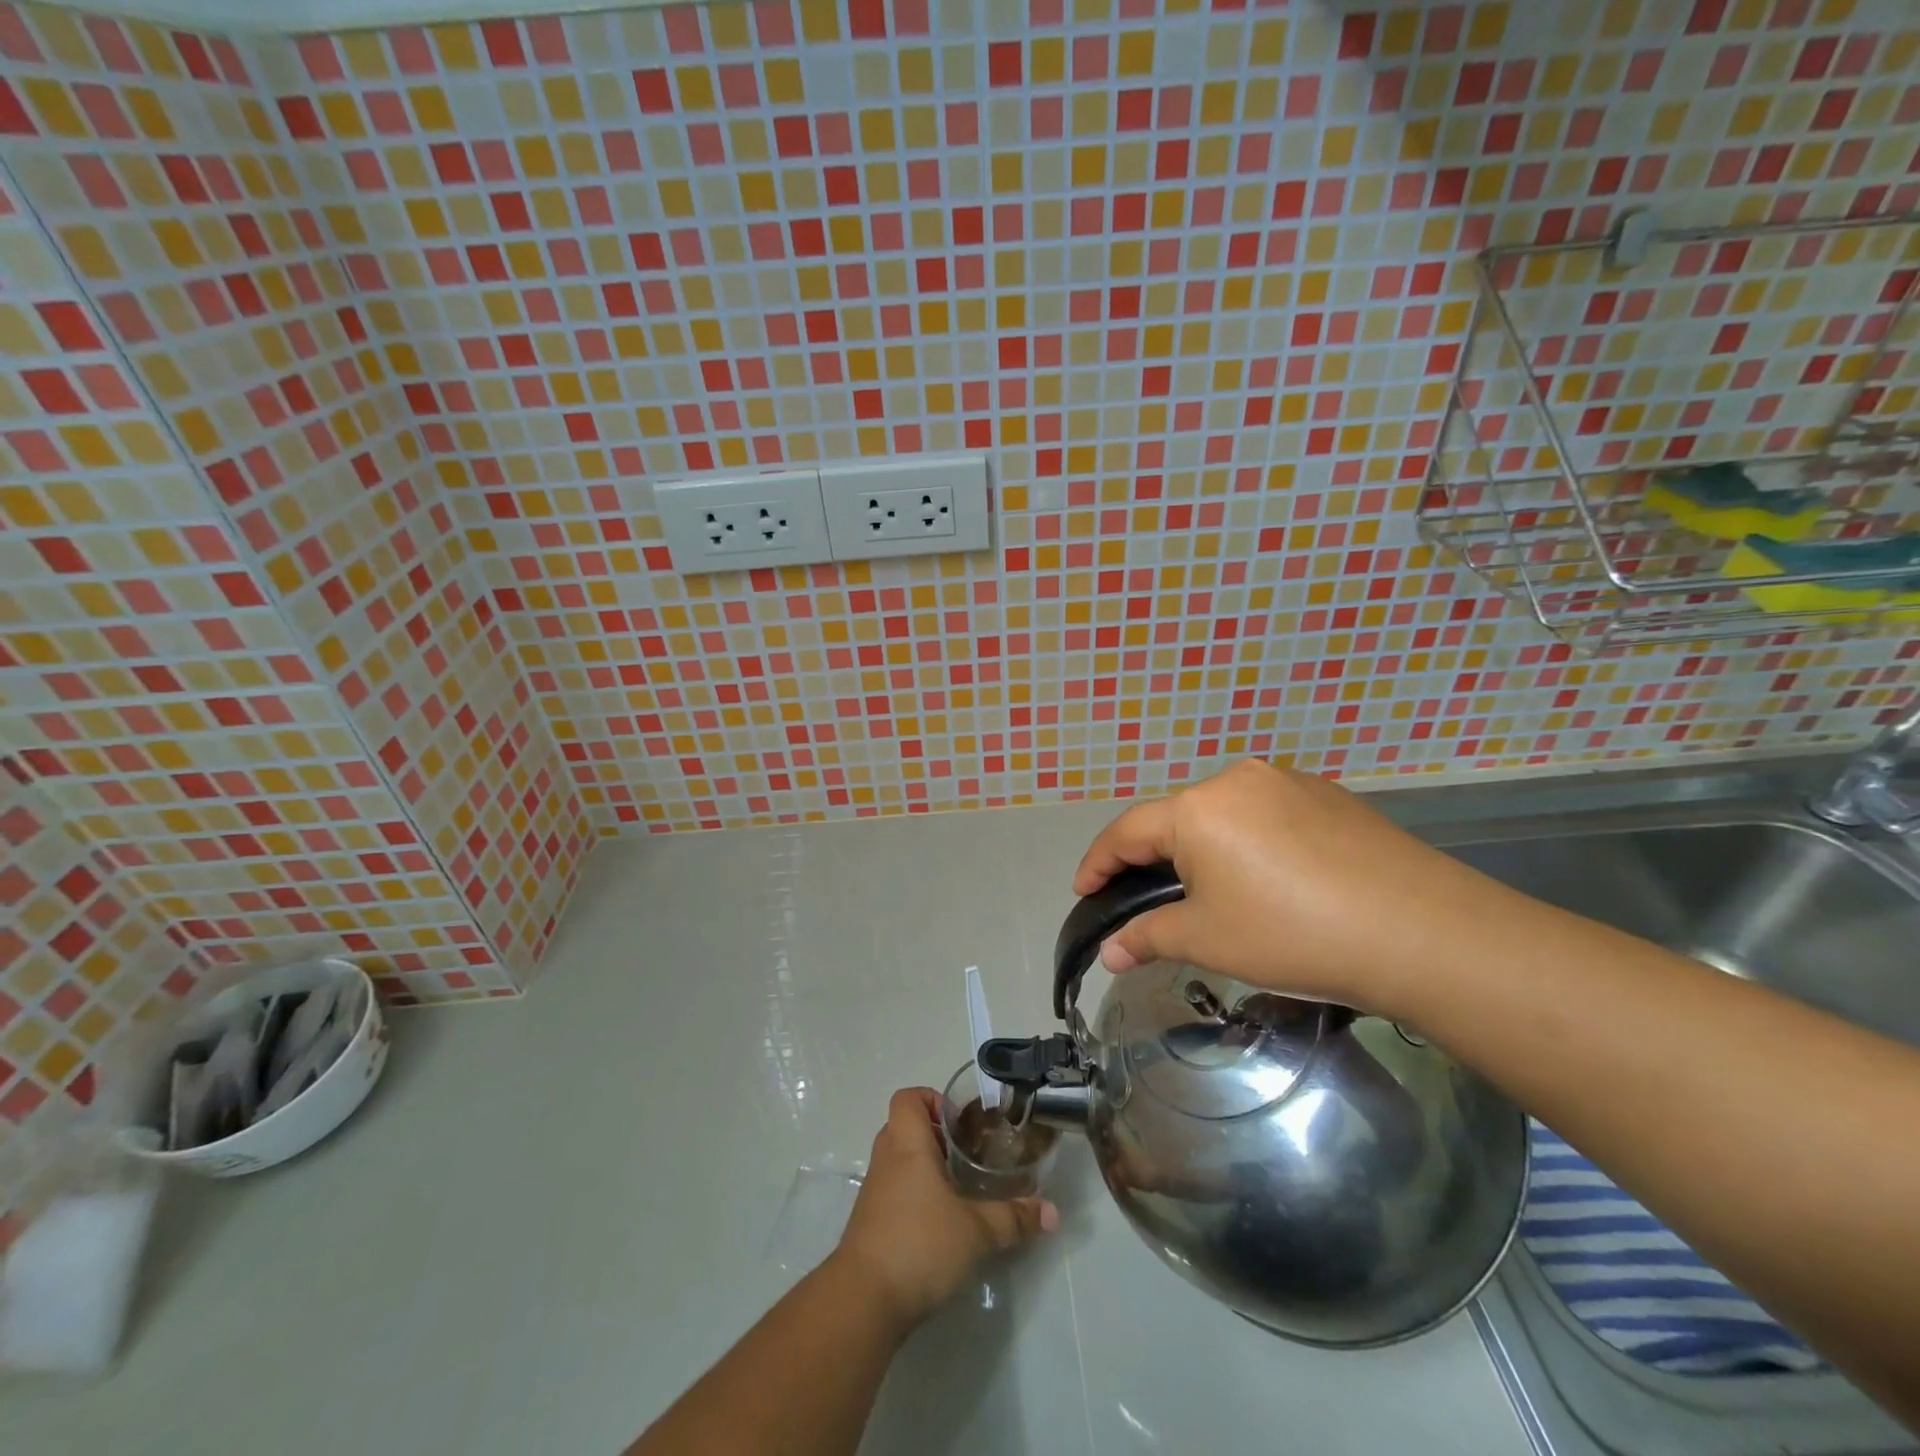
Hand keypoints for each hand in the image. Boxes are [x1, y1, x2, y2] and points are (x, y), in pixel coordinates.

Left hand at [831, 1088, 1057, 1329]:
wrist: (863, 1301)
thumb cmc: (919, 1244)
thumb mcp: (977, 1231)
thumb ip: (1014, 1218)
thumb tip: (1052, 1213)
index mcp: (907, 1144)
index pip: (908, 1098)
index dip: (932, 1100)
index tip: (960, 1123)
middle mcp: (886, 1159)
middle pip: (905, 1127)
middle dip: (936, 1136)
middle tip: (968, 1155)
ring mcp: (874, 1192)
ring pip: (899, 1161)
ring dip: (925, 1168)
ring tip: (960, 1190)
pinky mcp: (869, 1223)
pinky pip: (893, 1192)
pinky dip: (914, 1197)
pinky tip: (940, 1224)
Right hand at [1072, 759, 1523, 1016]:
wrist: (1421, 932)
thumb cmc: (1293, 934)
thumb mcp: (1208, 940)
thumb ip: (1149, 937)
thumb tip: (1110, 952)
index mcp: (1198, 808)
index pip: (1127, 831)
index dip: (1098, 863)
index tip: (1083, 892)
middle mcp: (1236, 780)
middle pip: (1176, 820)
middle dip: (1153, 860)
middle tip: (1148, 902)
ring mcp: (1288, 783)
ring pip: (1223, 816)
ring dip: (1204, 851)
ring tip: (1212, 895)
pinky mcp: (1329, 796)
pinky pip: (1267, 816)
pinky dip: (1250, 845)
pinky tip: (1271, 882)